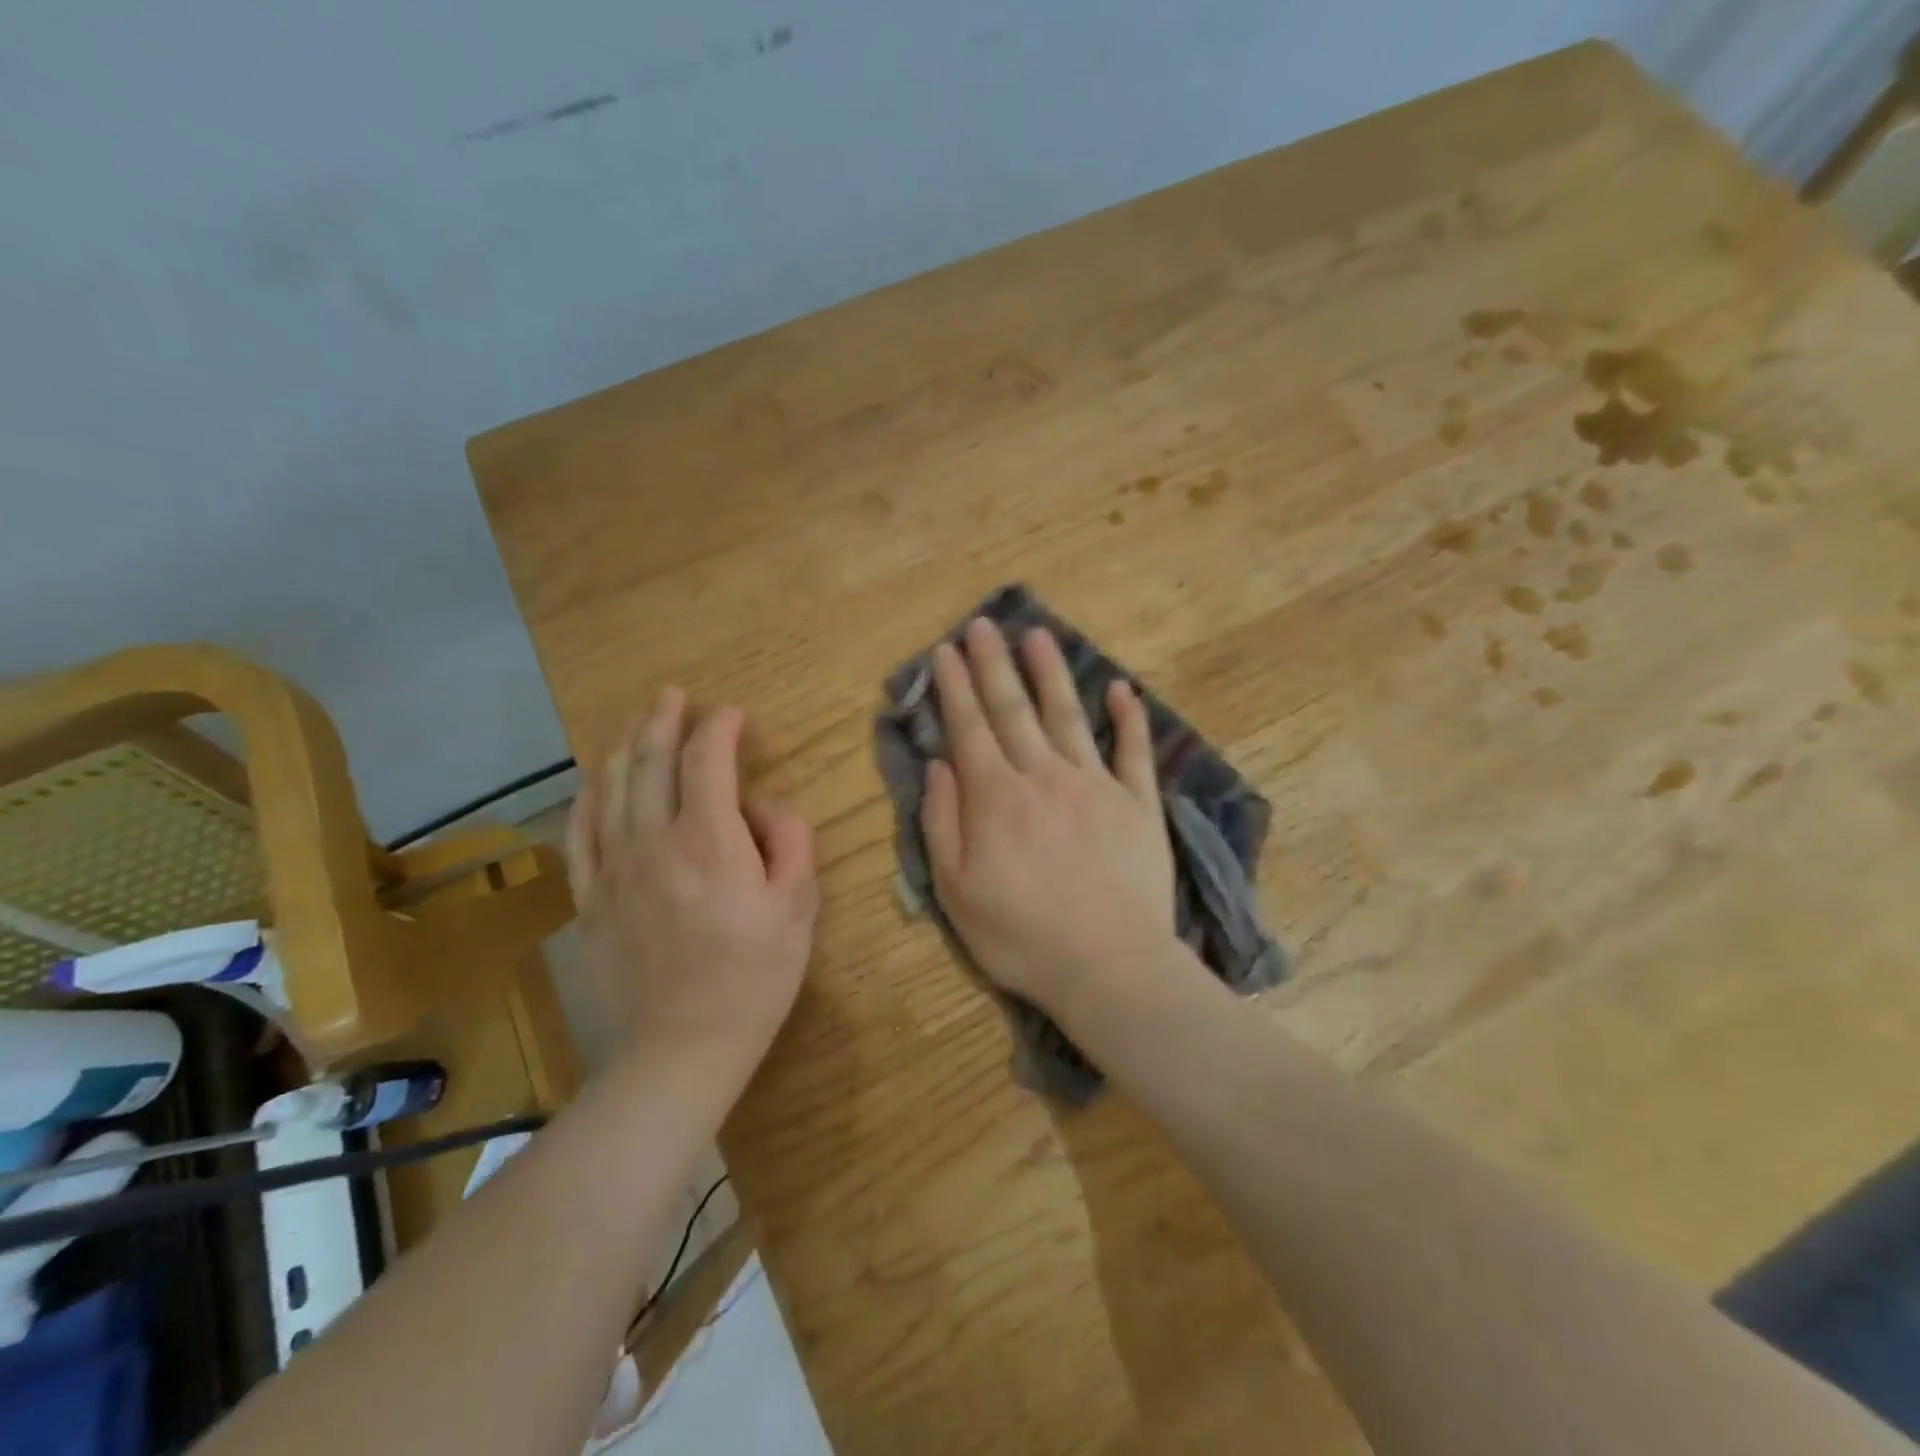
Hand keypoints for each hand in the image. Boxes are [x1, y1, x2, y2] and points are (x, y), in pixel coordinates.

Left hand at [567, 690, 817, 1083]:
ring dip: (626, 747)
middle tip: (674, 695)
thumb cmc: (756, 974)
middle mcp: (653, 839)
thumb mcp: (799, 903)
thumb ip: (790, 838)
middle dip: (664, 719)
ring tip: (639, 724)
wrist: (685, 1044)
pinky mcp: (591, 898)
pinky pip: (580, 833)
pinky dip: (587, 798)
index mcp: (709, 838)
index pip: (707, 757)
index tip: (733, 715)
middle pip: (651, 760)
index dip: (720, 726)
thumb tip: (762, 805)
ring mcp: (614, 868)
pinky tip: (594, 782)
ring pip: (611, 787)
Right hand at [921, 618, 1179, 1025]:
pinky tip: (1122, 688)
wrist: (1109, 966)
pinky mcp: (1138, 803)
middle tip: (984, 625)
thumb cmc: (1021, 936)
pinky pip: (1134, 751)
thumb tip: (938, 765)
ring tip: (1037, 636)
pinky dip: (1129, 718)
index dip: (955, 686)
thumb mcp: (955, 891)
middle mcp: (1044, 776)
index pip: (969, 727)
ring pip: (1068, 716)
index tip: (946, 649)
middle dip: (994, 664)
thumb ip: (942, 823)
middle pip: (1014, 709)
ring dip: (1051, 673)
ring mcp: (1096, 785)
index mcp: (996, 797)